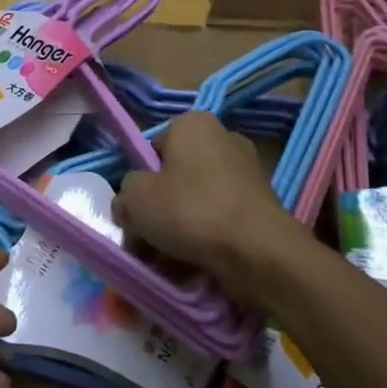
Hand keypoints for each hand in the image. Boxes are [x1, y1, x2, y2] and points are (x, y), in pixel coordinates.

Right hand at [115, 111, 306, 298]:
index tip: (134, 212)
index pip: (151, 150)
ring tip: (167, 259)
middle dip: (158, 209)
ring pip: (196, 201)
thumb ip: (125, 194)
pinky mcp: (262, 205)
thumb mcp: (135, 197)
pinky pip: (220, 218)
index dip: (138, 182)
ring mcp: (247, 172)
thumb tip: (130, 206)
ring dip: (179, 228)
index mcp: (193, 123)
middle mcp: (224, 138)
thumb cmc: (190, 210)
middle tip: (146, 240)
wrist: (258, 252)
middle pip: (174, 177)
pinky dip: (206, 237)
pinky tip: (194, 264)